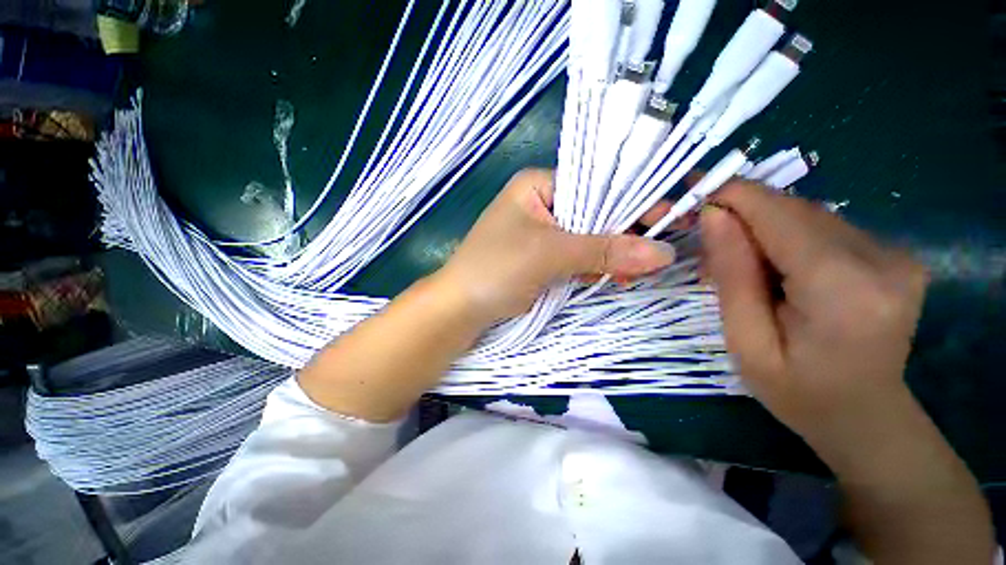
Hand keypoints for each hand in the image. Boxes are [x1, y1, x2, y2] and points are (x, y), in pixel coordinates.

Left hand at [438, 168, 675, 322]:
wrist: (460, 309)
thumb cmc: (496, 269)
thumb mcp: (550, 255)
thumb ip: (605, 251)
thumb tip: (664, 252)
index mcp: (538, 186)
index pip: (595, 184)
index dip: (631, 202)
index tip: (669, 220)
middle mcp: (541, 204)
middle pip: (594, 213)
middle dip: (622, 236)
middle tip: (654, 257)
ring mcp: (542, 233)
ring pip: (588, 238)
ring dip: (609, 256)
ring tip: (633, 274)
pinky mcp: (543, 258)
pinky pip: (577, 257)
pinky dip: (594, 268)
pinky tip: (610, 278)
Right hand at [700, 181, 928, 447]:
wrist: (866, 418)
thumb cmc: (798, 393)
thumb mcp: (745, 341)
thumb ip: (732, 275)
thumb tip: (713, 215)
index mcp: (844, 289)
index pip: (779, 214)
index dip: (731, 197)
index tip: (691, 199)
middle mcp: (882, 257)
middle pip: (793, 209)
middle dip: (741, 216)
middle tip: (705, 243)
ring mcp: (895, 252)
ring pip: (807, 214)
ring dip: (762, 228)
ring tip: (737, 262)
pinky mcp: (893, 252)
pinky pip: (824, 226)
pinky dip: (787, 236)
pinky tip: (774, 266)